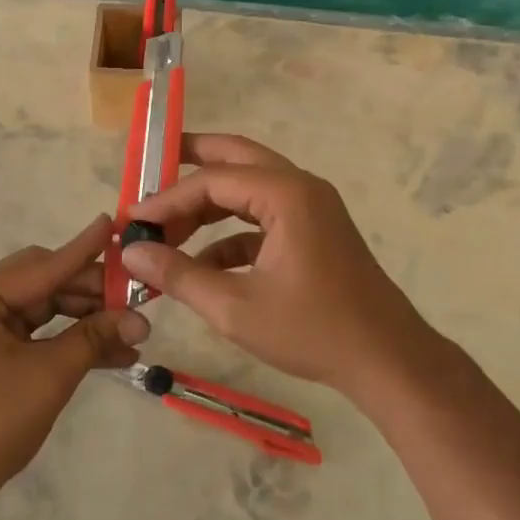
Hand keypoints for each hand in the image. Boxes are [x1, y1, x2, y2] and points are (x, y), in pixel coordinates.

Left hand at [0, 215, 149, 495]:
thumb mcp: (48, 376)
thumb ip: (94, 338)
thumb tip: (140, 319)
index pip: (41, 267)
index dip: (84, 250)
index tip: (115, 223)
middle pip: (42, 283)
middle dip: (91, 293)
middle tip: (137, 298)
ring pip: (42, 308)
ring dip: (84, 320)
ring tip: (132, 331)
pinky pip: (33, 332)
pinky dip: (65, 340)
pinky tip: (110, 351)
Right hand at [120, 135, 438, 402]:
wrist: (388, 361)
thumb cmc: (313, 331)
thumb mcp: (235, 308)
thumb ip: (178, 276)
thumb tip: (131, 253)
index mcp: (285, 194)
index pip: (212, 180)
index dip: (167, 199)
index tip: (132, 220)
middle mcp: (300, 187)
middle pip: (235, 158)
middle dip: (190, 162)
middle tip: (149, 167)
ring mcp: (311, 208)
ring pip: (248, 187)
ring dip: (208, 205)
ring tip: (167, 229)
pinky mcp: (314, 231)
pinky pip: (262, 217)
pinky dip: (230, 233)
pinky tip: (201, 266)